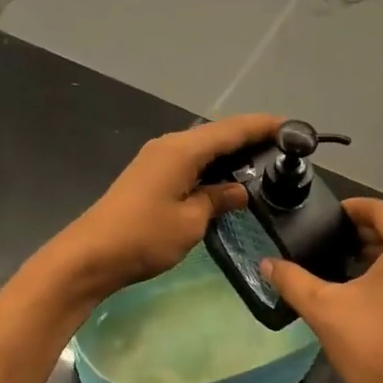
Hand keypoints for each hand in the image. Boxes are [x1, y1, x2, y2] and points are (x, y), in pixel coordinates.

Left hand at [49, 113, 281, 299]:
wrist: (89, 256)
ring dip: (231, 152)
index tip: (293, 126)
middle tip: (284, 147)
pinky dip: (213, 165)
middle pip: (217, 134)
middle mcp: (169, 145)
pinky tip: (227, 179)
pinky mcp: (150, 175)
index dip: (263, 126)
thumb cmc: (143, 237)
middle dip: (250, 137)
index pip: (232, 130)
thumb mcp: (191, 221)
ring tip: (263, 161)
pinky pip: (190, 161)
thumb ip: (218, 200)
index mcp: (182, 150)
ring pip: (203, 147)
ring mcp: (157, 159)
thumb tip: (239, 191)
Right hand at [262, 198, 382, 382]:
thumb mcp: (324, 308)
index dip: (352, 210)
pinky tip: (377, 282)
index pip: (382, 210)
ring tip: (351, 260)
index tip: (329, 218)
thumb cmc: (372, 350)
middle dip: (368, 231)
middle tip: (334, 241)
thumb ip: (292, 278)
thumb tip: (266, 262)